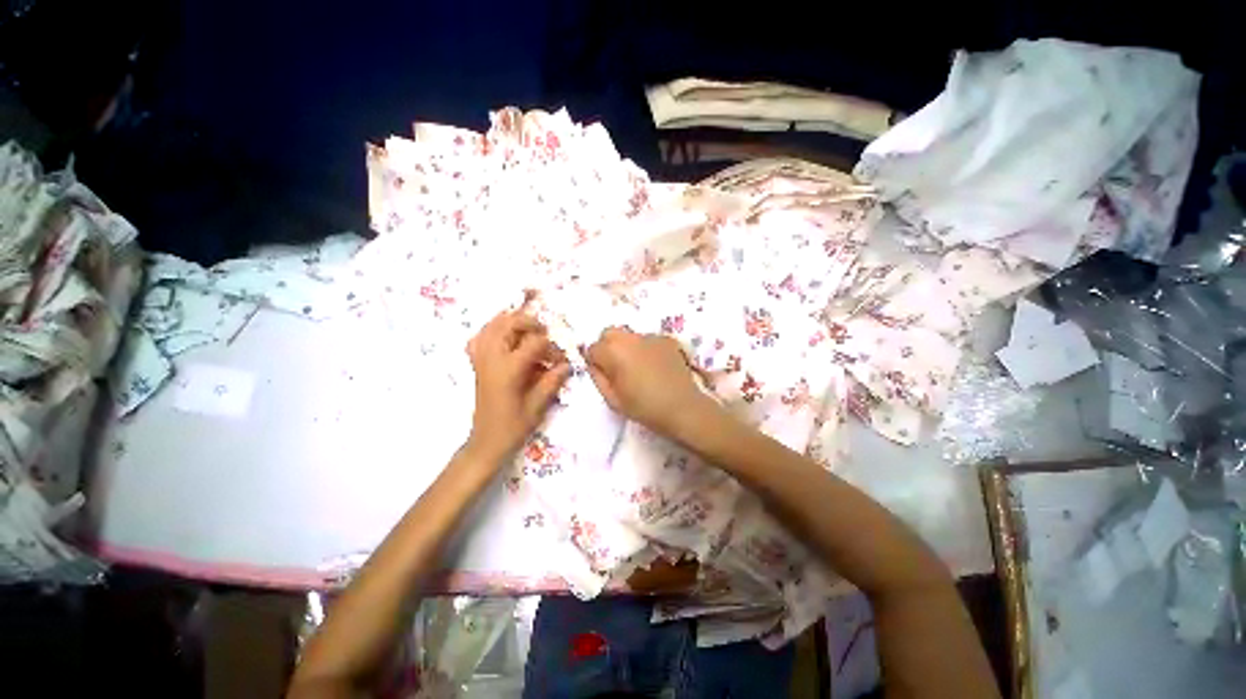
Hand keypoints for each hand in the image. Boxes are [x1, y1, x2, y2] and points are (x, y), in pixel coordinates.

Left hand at [465, 311, 570, 460]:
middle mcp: (492, 359)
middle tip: (544, 333)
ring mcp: (481, 360)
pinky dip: (493, 330)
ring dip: (511, 322)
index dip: (551, 347)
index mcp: (508, 369)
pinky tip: (506, 337)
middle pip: (507, 323)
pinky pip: (481, 337)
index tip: (561, 359)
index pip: (534, 343)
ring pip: (491, 326)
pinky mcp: (476, 364)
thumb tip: (567, 365)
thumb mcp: (537, 406)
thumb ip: (552, 381)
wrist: (485, 443)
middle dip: (529, 322)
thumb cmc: (513, 427)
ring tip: (528, 330)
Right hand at [582, 327, 715, 435]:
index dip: (596, 363)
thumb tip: (595, 365)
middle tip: (617, 368)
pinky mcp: (667, 340)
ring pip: (630, 336)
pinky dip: (647, 349)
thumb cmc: (644, 407)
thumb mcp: (612, 399)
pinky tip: (656, 367)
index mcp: (614, 351)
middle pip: (610, 334)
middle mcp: (630, 337)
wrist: (682, 407)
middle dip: (608, 348)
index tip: (605, 377)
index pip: (593, 348)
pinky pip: (648, 341)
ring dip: (628, 348)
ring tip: (639, 369)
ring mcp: (651, 336)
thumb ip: (598, 377)